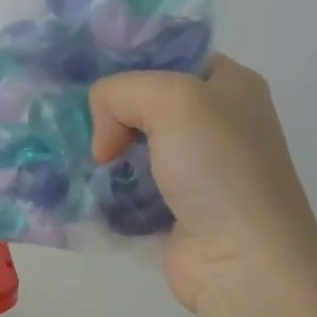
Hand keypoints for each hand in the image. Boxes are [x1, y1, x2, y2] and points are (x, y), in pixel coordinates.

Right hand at [89, 55, 316, 316]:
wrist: (242, 260)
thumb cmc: (217, 169)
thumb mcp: (171, 99)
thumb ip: (120, 92)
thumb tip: (103, 140)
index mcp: (230, 84)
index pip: (167, 57)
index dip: (127, 65)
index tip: (87, 85)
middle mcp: (217, 121)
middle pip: (144, 102)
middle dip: (107, 113)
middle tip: (77, 127)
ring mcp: (196, 168)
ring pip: (132, 144)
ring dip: (102, 152)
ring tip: (75, 158)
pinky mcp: (175, 207)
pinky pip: (129, 184)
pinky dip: (107, 186)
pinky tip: (86, 187)